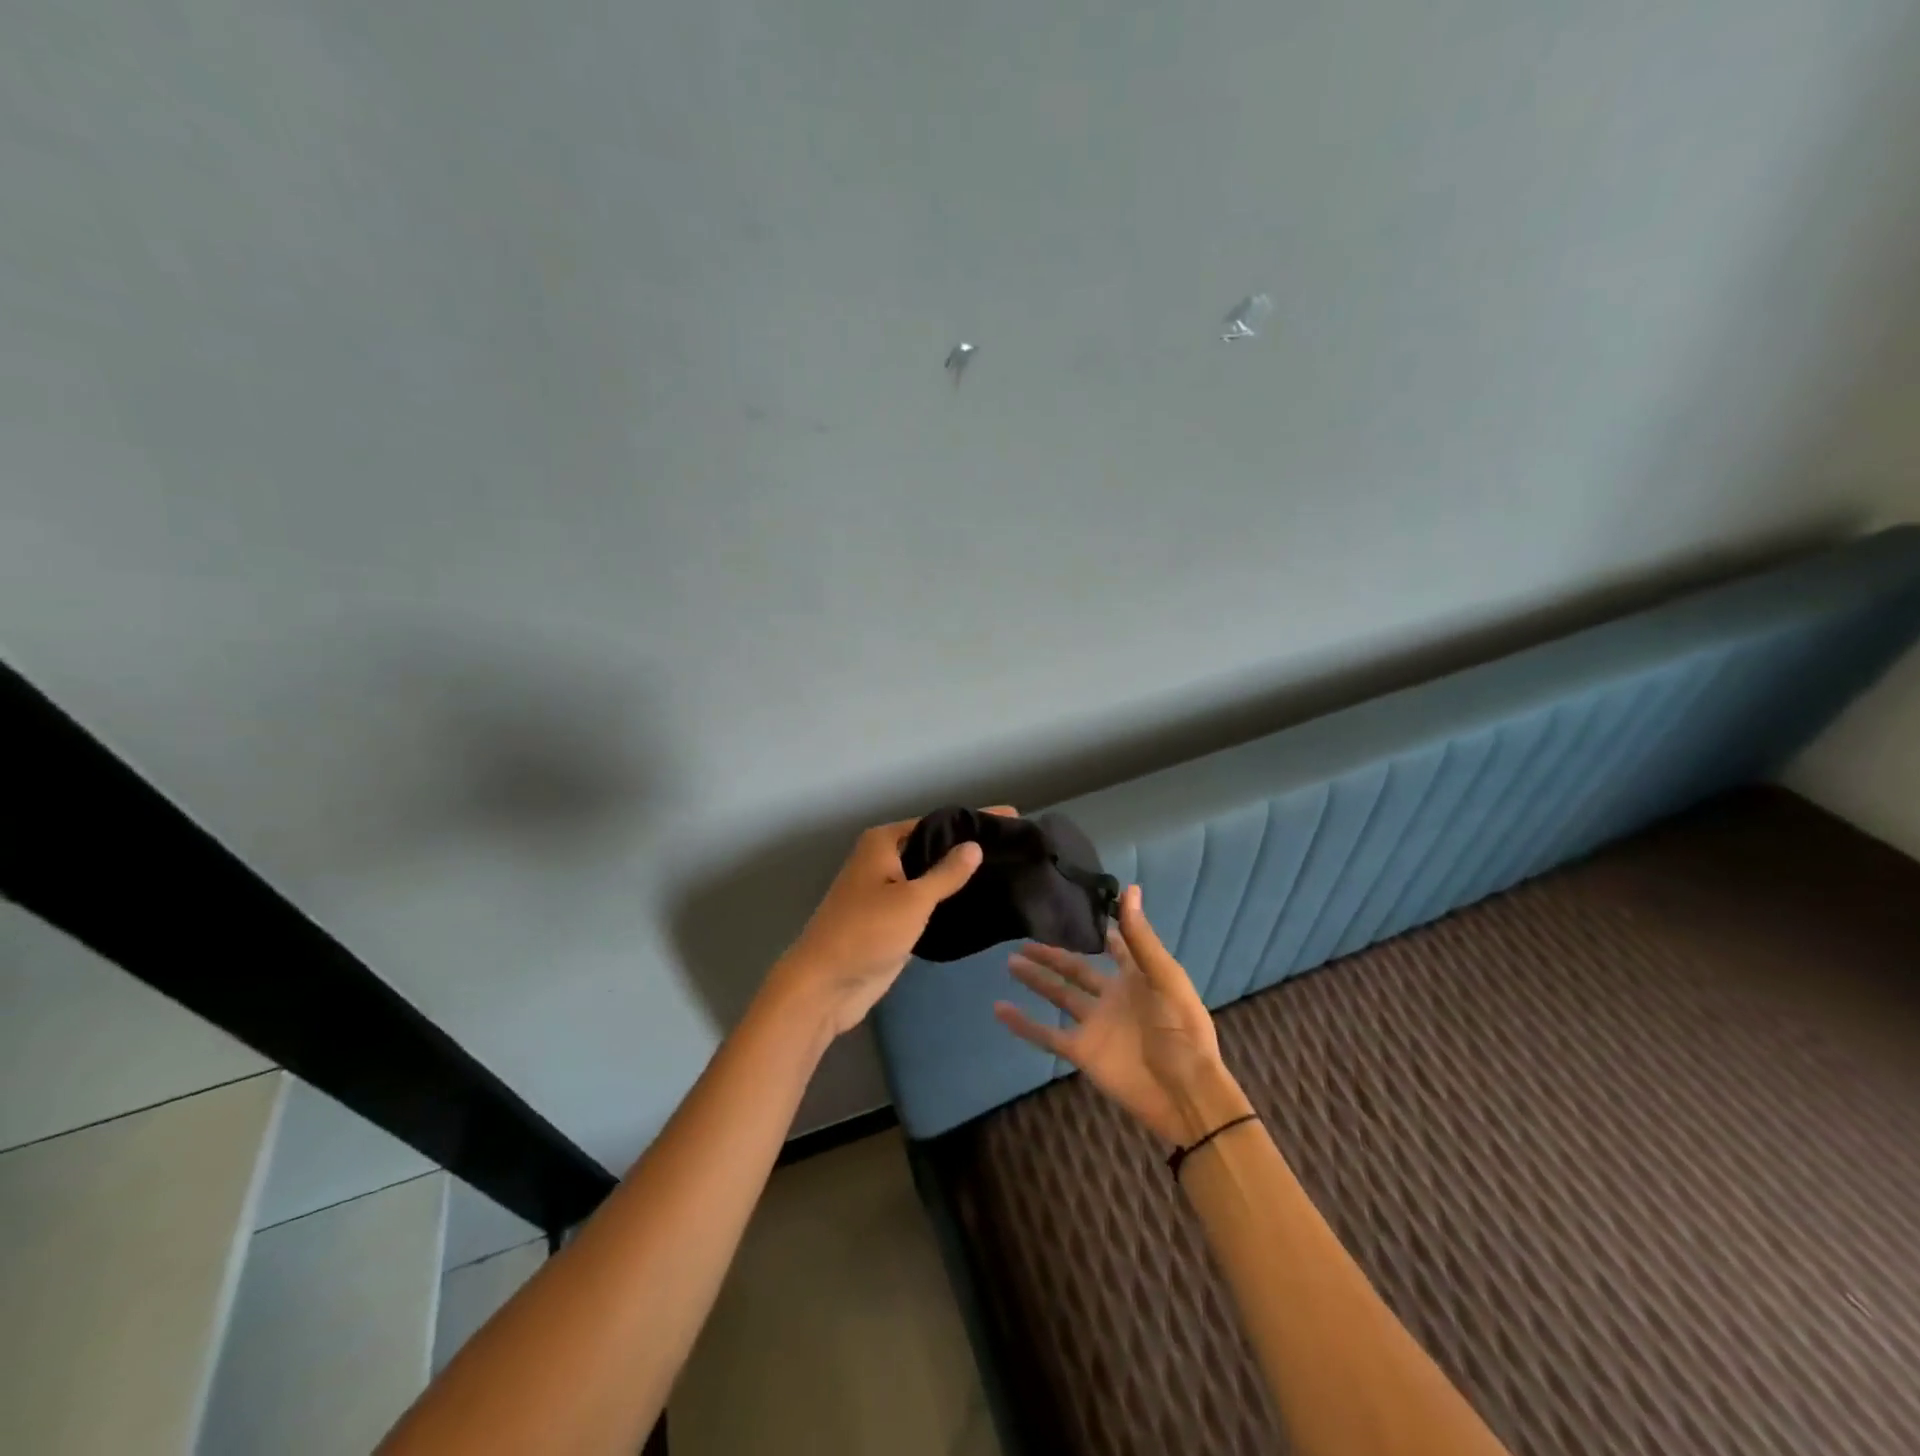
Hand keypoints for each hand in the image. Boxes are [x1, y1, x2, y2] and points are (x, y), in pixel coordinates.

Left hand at [770, 806, 1014, 1036]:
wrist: (825, 986)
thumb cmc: (866, 932)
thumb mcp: (912, 899)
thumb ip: (946, 873)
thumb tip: (974, 846)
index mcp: (883, 842)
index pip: (938, 823)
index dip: (973, 821)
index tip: (1011, 819)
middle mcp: (883, 859)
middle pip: (934, 847)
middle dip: (970, 848)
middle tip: (1016, 848)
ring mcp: (886, 891)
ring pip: (930, 876)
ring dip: (960, 877)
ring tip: (1008, 872)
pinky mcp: (891, 920)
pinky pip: (926, 902)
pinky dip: (949, 901)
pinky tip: (981, 902)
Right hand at [995, 884, 1249, 1144]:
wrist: (1184, 1091)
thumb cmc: (1182, 1029)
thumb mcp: (1164, 976)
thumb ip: (1140, 937)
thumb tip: (1128, 888)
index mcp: (1136, 977)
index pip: (1115, 946)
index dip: (1099, 927)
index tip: (1074, 904)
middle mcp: (1111, 996)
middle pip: (1076, 969)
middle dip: (1052, 953)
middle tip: (1025, 935)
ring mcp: (1093, 1024)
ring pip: (1057, 995)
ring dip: (1036, 979)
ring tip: (1010, 960)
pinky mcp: (1080, 1051)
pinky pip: (1046, 1035)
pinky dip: (1023, 1024)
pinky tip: (1000, 1008)